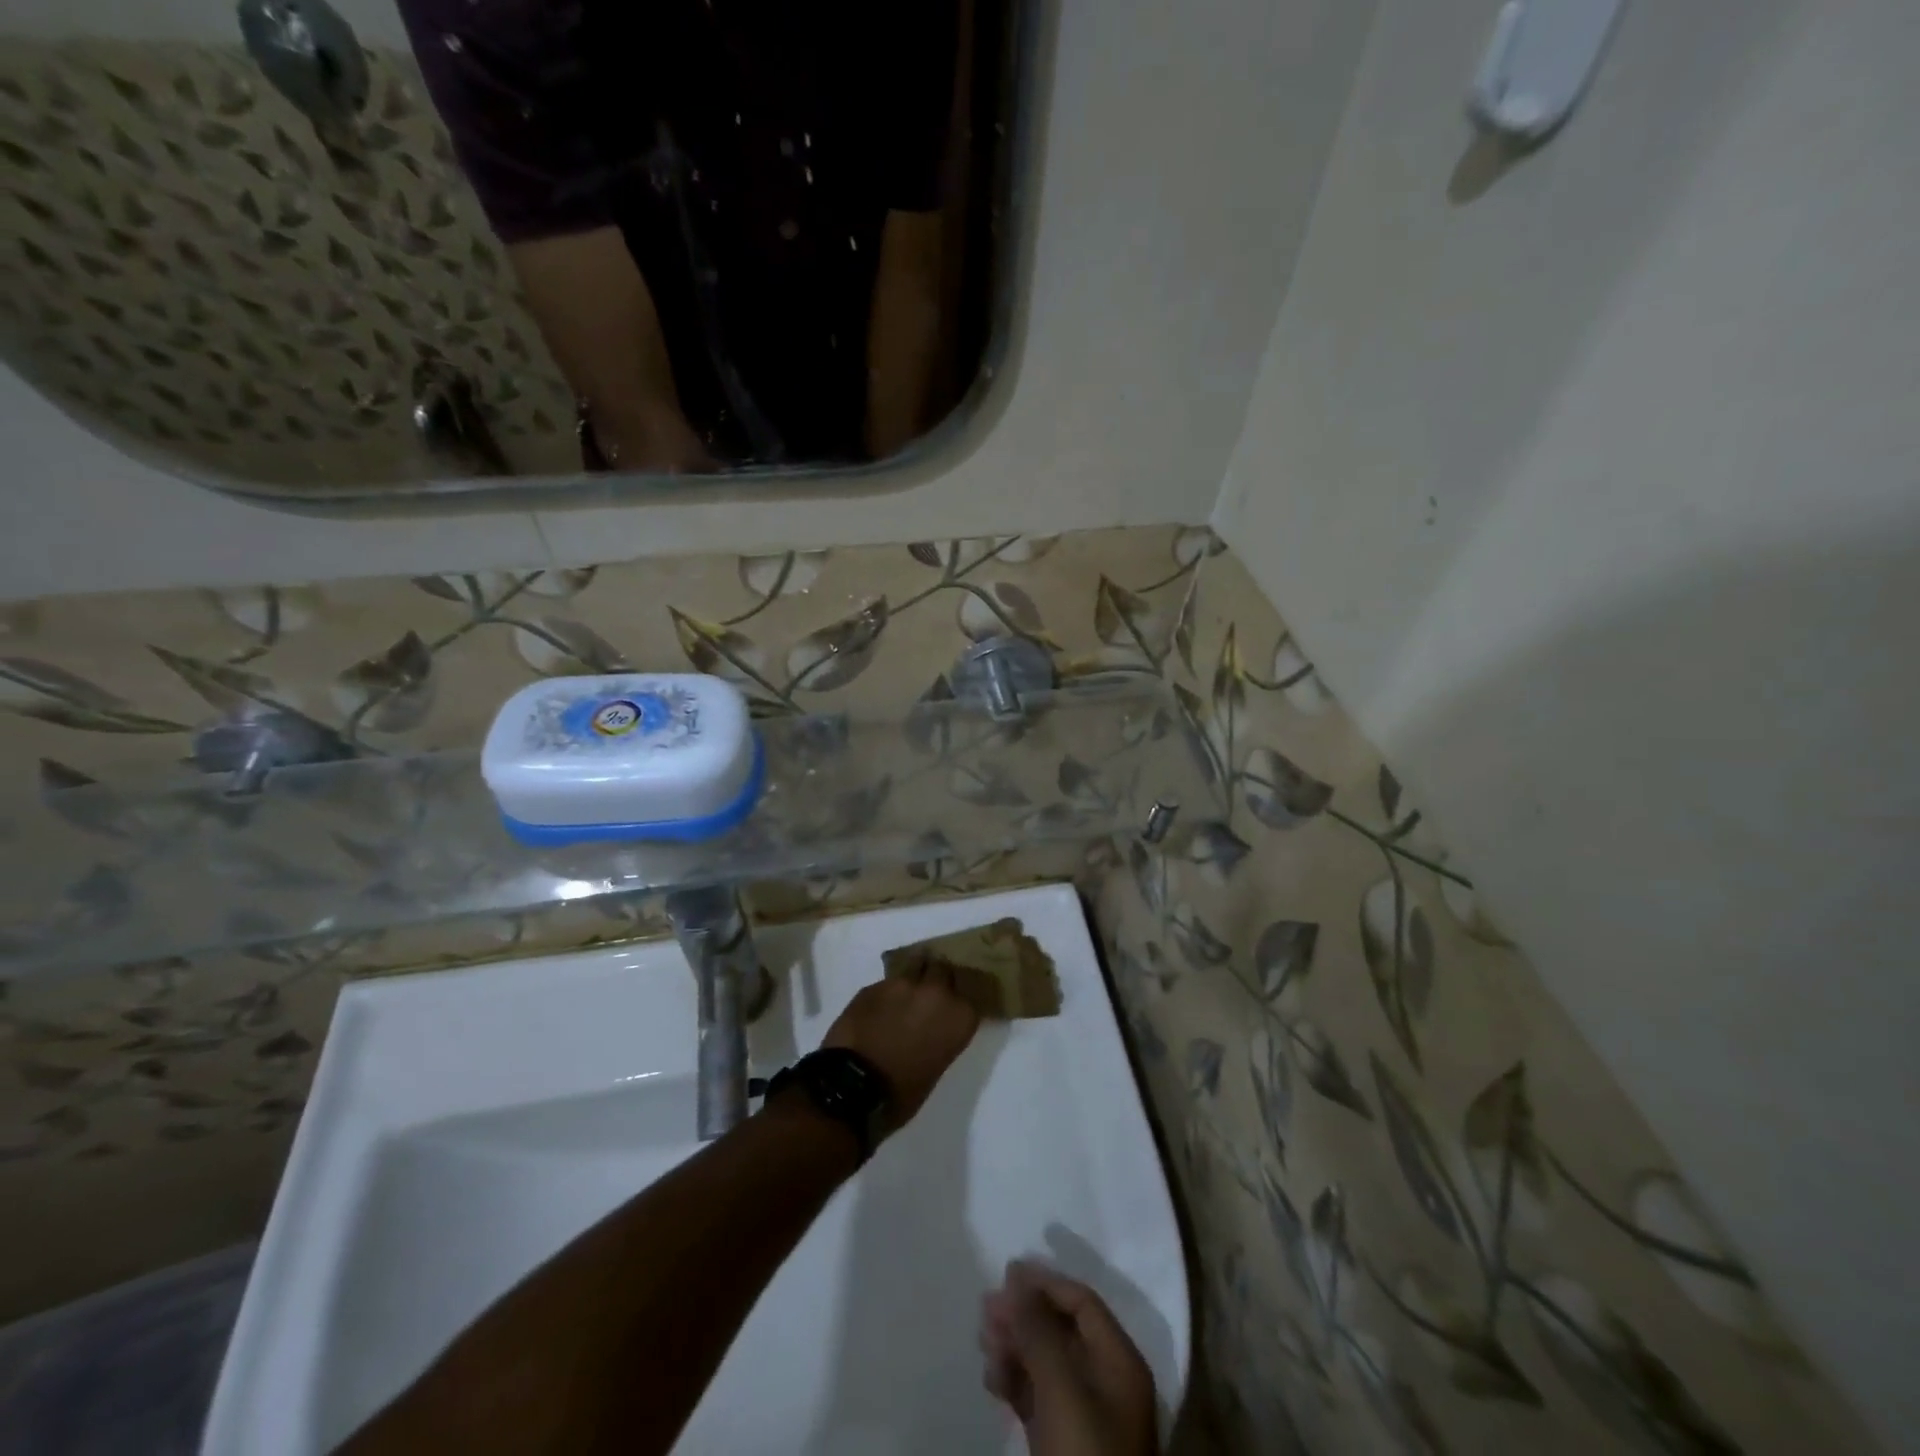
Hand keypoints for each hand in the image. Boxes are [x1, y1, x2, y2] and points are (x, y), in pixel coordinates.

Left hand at [821, 962, 979, 1128]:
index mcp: (959, 1016)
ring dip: (910, 981)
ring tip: (900, 999)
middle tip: (926, 997)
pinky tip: (877, 1011)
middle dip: (935, 979)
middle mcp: (935, 992)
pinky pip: (886, 984)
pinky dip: (885, 994)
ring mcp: (902, 984)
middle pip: (941, 968)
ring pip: (913, 967)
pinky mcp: (873, 985)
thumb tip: (931, 1026)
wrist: (854, 1087)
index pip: (968, 993)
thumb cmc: (902, 1092)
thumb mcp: (937, 1065)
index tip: (950, 1007)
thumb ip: (941, 1035)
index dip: (956, 999)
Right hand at [980, 1261, 1158, 1455]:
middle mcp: (1106, 1381)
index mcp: (1119, 1362)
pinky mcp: (1063, 1444)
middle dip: (1023, 1315)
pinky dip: (1015, 1382)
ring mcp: (1085, 1415)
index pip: (1082, 1302)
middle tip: (985, 1308)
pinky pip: (1038, 1397)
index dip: (1045, 1282)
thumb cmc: (1085, 1454)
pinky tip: (991, 1379)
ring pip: (1046, 1363)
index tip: (1007, 1273)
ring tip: (983, 1342)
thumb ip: (1038, 1329)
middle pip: (1062, 1330)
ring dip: (1014, 1346)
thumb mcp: (1061, 1388)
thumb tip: (1016, 1278)